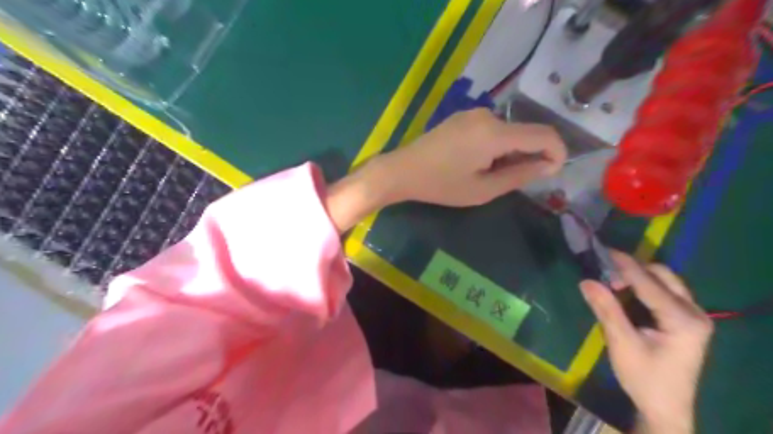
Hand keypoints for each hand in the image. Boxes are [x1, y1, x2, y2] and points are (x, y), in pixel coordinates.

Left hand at [374, 111, 562, 207]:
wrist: (402, 170)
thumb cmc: (441, 184)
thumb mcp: (483, 189)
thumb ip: (520, 176)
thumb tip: (550, 165)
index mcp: (495, 132)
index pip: (544, 134)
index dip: (558, 152)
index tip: (553, 172)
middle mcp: (487, 115)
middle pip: (525, 132)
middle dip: (528, 156)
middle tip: (510, 181)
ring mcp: (473, 113)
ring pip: (508, 131)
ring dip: (510, 152)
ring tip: (487, 174)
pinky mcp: (462, 116)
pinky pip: (491, 129)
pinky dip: (495, 146)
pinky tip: (477, 162)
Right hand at [580, 251, 710, 433]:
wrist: (665, 408)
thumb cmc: (644, 378)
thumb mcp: (621, 343)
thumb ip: (606, 309)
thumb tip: (586, 281)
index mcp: (683, 319)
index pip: (649, 282)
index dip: (624, 265)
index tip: (602, 250)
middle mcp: (694, 312)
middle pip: (663, 275)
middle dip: (633, 269)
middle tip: (604, 273)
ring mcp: (694, 316)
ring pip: (665, 281)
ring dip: (638, 277)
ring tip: (611, 282)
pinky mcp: (686, 321)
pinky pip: (664, 292)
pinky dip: (643, 286)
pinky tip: (625, 293)